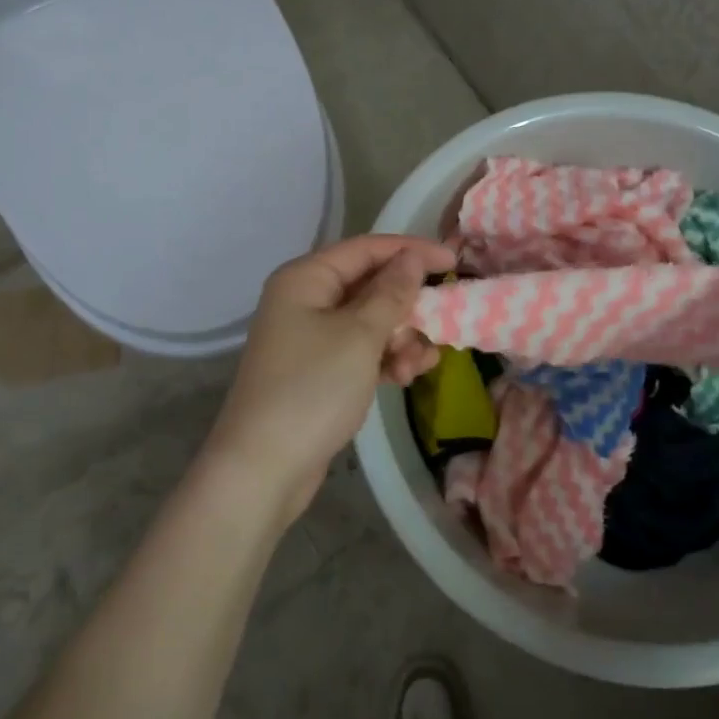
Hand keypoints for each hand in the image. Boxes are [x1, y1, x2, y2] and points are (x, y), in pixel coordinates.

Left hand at [206, 235, 455, 524]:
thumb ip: (391, 292)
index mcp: (306, 278)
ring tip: (416, 365)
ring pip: (370, 322)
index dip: (411, 251)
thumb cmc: (312, 388)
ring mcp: (311, 337)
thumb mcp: (360, 335)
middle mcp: (305, 300)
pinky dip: (385, 359)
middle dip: (407, 306)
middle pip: (370, 286)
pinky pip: (361, 351)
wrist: (264, 469)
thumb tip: (413, 257)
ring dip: (400, 338)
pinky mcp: (320, 371)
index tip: (453, 263)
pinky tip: (404, 377)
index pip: (366, 249)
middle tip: (440, 324)